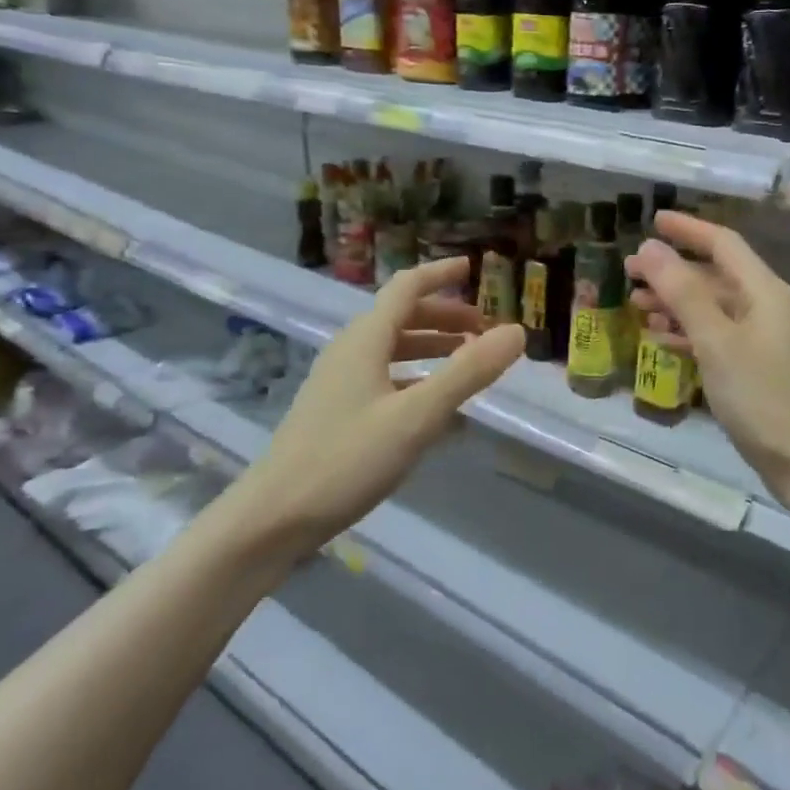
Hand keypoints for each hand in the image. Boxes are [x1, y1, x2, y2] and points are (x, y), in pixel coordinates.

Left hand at [218, 258, 524, 556]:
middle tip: (484, 330)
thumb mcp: (417, 416)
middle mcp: (350, 352)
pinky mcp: (337, 412)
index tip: (474, 270)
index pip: (406, 288)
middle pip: (401, 317)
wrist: (273, 519)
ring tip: (468, 361)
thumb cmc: (347, 459)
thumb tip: (516, 332)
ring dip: (432, 347)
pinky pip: (385, 378)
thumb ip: (468, 373)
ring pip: (393, 349)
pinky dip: (416, 378)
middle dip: (445, 317)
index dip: (441, 274)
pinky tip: (436, 407)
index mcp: (365, 340)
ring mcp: (339, 383)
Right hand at [626, 213, 789, 507]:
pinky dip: (687, 332)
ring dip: (674, 302)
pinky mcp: (754, 367)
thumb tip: (650, 248)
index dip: (687, 229)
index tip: (652, 221)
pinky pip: (714, 336)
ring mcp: (761, 339)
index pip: (723, 244)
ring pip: (711, 307)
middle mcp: (765, 307)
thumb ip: (683, 292)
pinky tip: (660, 339)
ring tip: (636, 305)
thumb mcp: (717, 341)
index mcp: (763, 291)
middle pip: (713, 275)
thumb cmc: (761, 396)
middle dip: (671, 270)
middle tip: (628, 272)